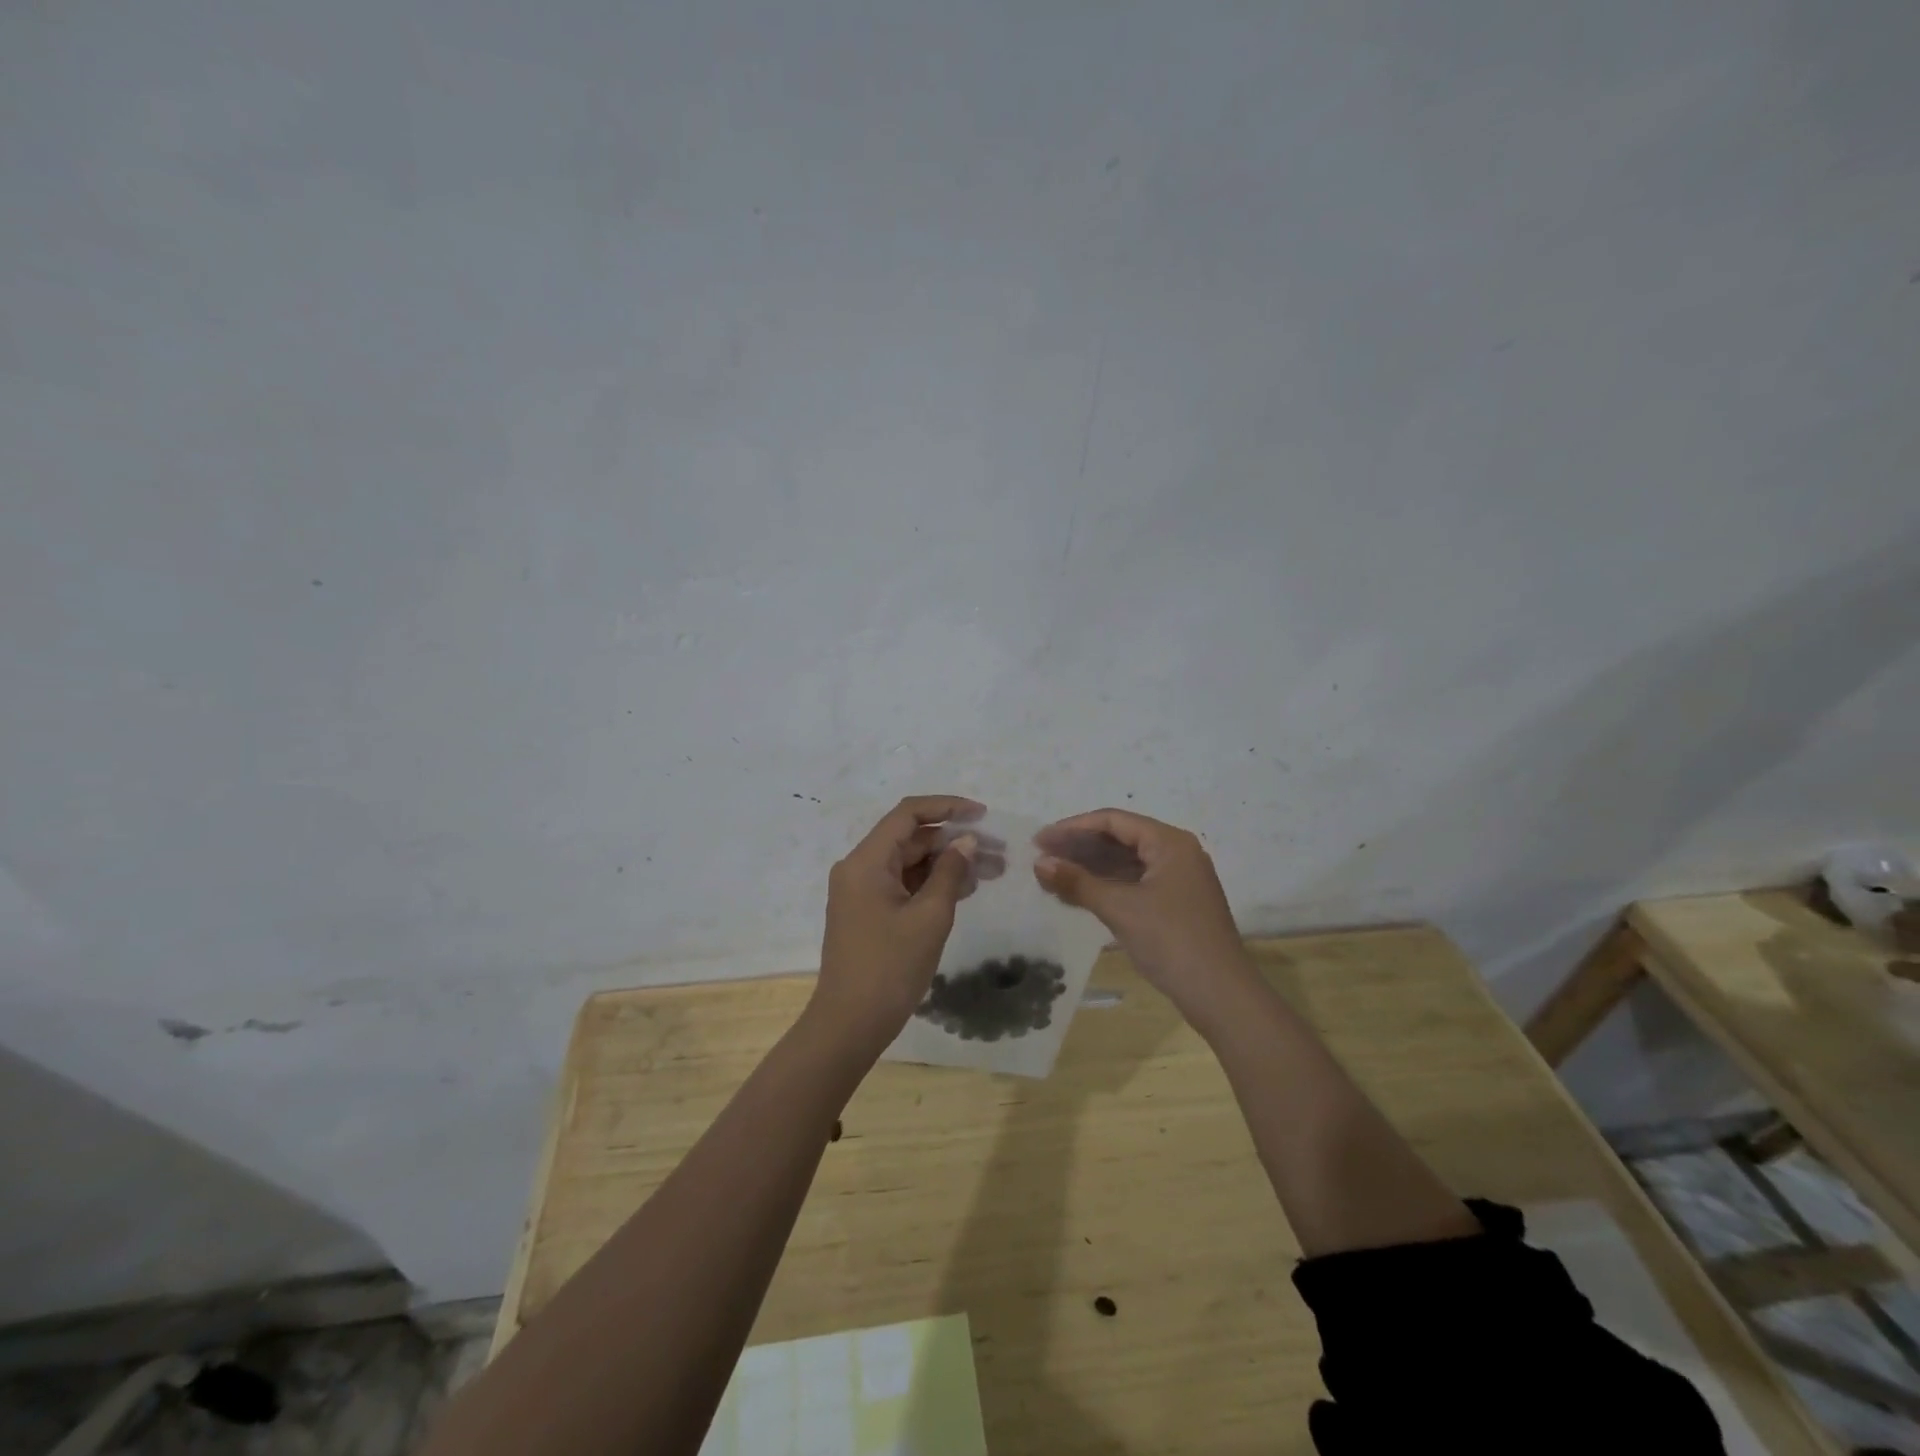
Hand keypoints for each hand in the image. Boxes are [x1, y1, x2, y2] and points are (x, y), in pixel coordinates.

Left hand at [812, 795, 984, 1056]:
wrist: (850, 1025)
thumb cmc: (890, 967)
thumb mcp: (929, 917)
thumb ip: (950, 872)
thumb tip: (967, 842)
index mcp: (866, 861)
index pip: (908, 814)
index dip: (947, 808)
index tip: (983, 815)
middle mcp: (859, 868)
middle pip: (911, 838)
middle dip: (955, 841)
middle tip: (999, 852)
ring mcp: (862, 891)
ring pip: (910, 863)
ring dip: (948, 864)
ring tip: (992, 871)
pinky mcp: (869, 912)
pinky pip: (904, 884)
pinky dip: (933, 884)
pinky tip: (967, 888)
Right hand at [1033, 809, 1253, 1024]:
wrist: (1221, 995)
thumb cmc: (1171, 941)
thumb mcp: (1120, 908)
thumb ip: (1077, 882)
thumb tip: (1040, 863)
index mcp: (1169, 843)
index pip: (1113, 821)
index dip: (1073, 828)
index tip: (1040, 840)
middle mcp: (1176, 853)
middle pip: (1120, 839)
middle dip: (1079, 848)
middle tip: (1041, 857)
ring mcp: (1178, 880)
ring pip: (1126, 863)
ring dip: (1090, 869)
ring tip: (1052, 876)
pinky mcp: (1175, 905)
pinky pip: (1134, 884)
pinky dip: (1106, 887)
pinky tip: (1077, 895)